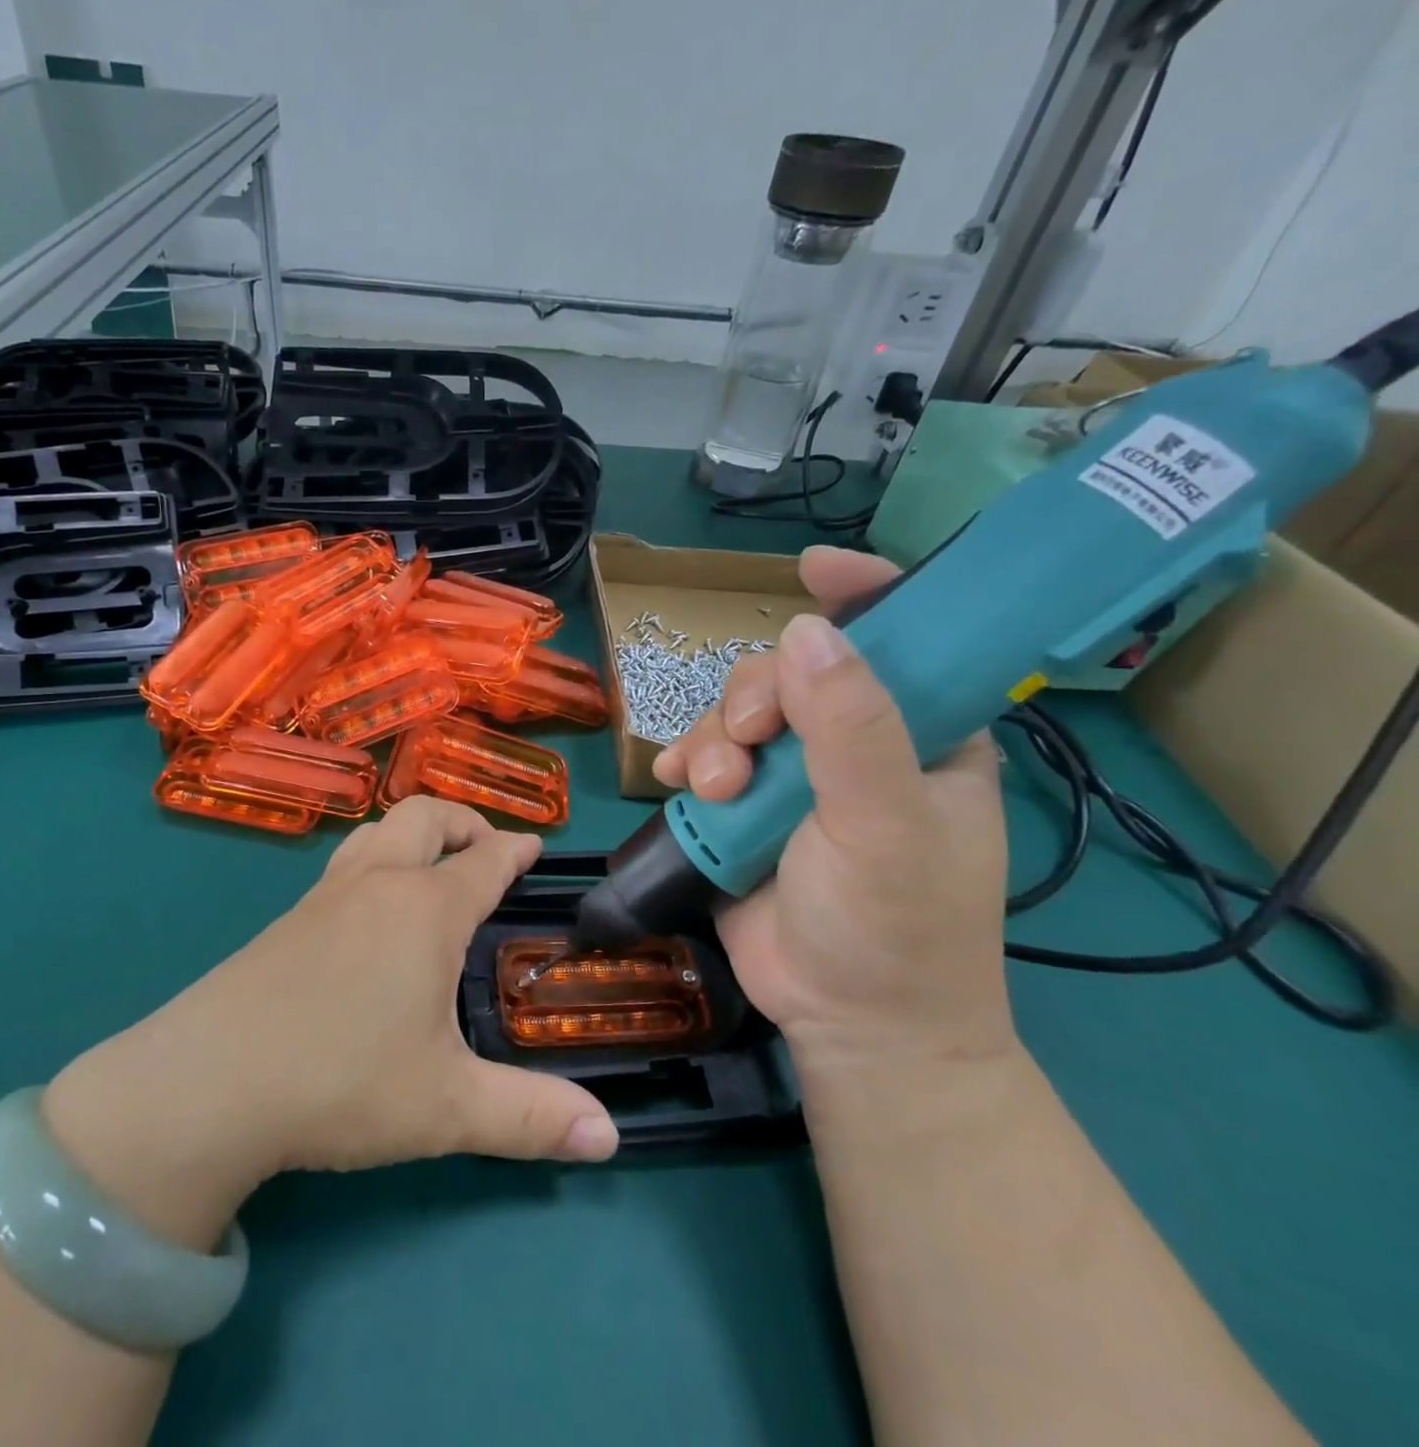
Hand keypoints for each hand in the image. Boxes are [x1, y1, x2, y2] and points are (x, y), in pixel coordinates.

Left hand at [45, 799, 617, 1247]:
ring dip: (414, 834)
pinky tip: (370, 912)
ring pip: (377, 832)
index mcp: (425, 909)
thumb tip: (609, 1138)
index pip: (483, 860)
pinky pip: (344, 863)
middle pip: (425, 817)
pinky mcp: (286, 919)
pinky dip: (374, 861)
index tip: (535, 846)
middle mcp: (377, 885)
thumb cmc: (342, 1081)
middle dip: (463, 822)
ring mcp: (325, 896)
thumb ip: (532, 1117)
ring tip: (431, 867)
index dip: (515, 849)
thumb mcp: (448, 1108)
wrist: (210, 1082)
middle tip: (485, 850)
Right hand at [652, 547, 1015, 1072]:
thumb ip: (851, 728)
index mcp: (920, 734)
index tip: (812, 567)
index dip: (862, 594)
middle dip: (754, 699)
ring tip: (713, 789)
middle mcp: (855, 744)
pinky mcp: (746, 810)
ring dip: (713, 740)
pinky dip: (683, 761)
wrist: (852, 1024)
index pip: (903, 639)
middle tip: (747, 745)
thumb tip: (804, 631)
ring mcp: (795, 778)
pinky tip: (671, 780)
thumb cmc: (897, 925)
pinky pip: (704, 758)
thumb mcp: (884, 823)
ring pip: (738, 715)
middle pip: (790, 674)